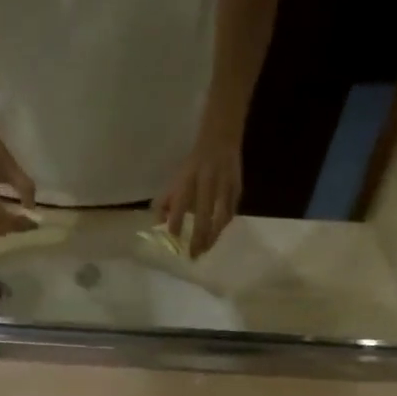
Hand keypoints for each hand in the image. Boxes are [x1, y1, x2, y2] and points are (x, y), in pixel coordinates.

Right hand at [0, 120, 38, 235]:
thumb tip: (32, 207)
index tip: (34, 223)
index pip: (4, 220)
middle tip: (27, 223)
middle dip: (12, 229)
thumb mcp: (9, 165)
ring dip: (3, 228)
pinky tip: (4, 216)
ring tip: (18, 221)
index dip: (20, 224)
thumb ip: (23, 187)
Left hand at [154, 132, 241, 257]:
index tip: (174, 239)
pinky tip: (216, 237)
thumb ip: (165, 201)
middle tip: (193, 255)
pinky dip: (223, 227)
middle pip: (204, 214)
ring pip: (221, 216)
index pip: (181, 203)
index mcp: (189, 178)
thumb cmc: (193, 165)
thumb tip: (158, 225)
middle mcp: (207, 182)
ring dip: (213, 236)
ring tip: (205, 250)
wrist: (220, 139)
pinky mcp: (237, 188)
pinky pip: (231, 212)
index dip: (177, 221)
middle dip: (198, 237)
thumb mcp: (176, 178)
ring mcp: (225, 185)